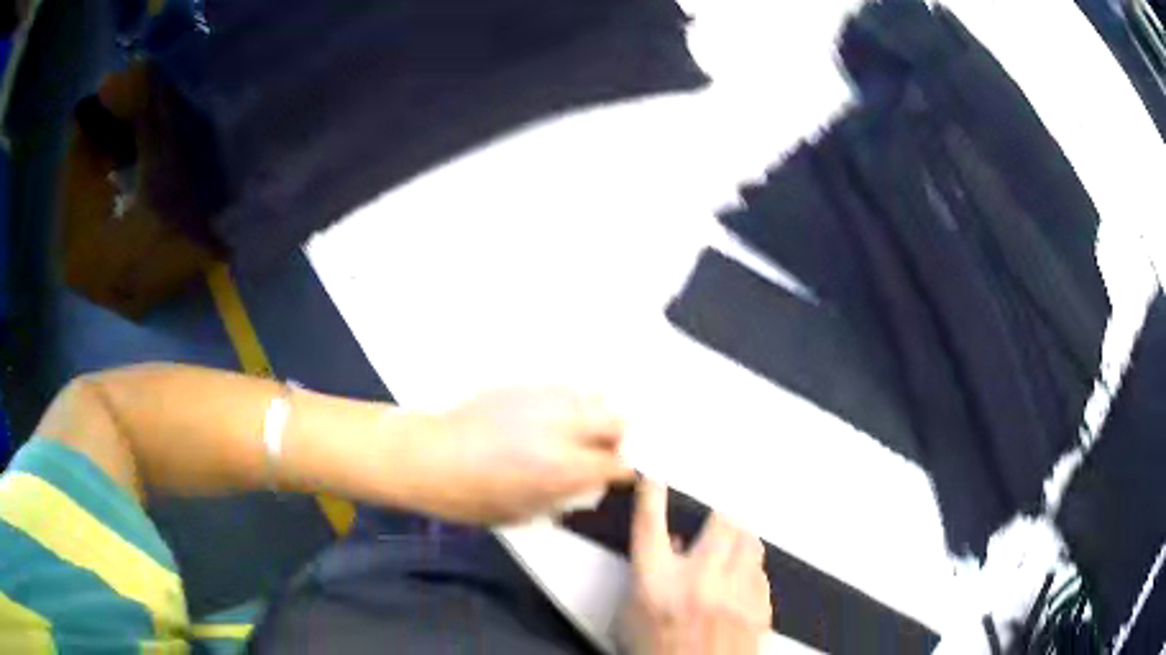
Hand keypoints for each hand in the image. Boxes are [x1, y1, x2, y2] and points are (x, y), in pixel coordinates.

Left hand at [416, 388, 633, 523]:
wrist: (430, 457)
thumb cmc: (471, 497)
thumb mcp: (524, 513)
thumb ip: (564, 496)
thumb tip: (585, 485)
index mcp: (566, 468)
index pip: (619, 464)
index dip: (622, 472)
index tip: (616, 476)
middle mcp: (564, 429)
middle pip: (617, 420)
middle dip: (615, 438)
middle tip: (597, 451)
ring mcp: (546, 401)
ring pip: (594, 396)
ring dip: (593, 415)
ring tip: (574, 429)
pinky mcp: (525, 385)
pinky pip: (562, 386)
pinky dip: (567, 401)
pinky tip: (548, 415)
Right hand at [619, 481, 771, 654]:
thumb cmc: (655, 653)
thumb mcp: (632, 618)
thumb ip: (648, 577)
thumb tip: (672, 544)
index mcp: (655, 585)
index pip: (650, 526)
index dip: (652, 494)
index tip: (656, 475)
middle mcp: (698, 583)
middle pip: (723, 521)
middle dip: (725, 507)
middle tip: (723, 504)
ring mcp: (734, 595)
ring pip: (751, 541)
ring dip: (741, 537)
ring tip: (732, 544)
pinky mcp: (758, 608)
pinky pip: (761, 572)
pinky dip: (751, 569)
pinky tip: (741, 581)